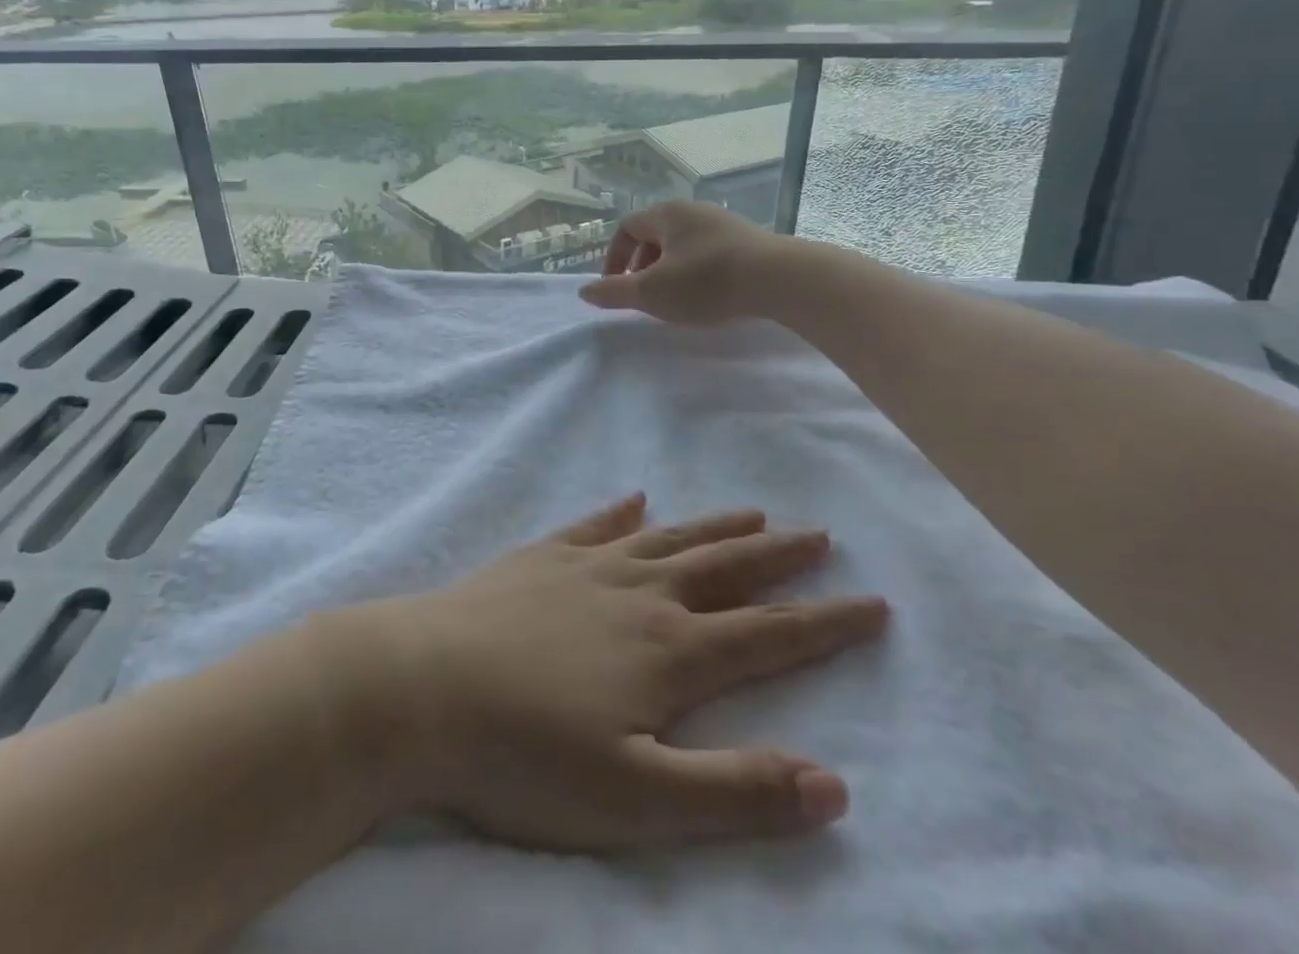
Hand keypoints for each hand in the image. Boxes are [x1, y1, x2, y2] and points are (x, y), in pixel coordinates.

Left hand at [349, 493, 887, 849]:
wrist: (425, 687)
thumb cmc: (527, 756)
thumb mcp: (638, 800)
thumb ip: (735, 791)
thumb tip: (835, 785)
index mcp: (669, 653)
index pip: (768, 634)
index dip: (826, 622)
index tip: (873, 601)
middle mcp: (638, 595)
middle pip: (723, 570)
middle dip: (778, 557)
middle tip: (819, 534)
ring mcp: (586, 568)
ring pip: (668, 540)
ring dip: (713, 527)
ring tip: (752, 512)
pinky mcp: (540, 558)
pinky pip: (593, 525)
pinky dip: (620, 512)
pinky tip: (634, 499)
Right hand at [580, 200, 785, 324]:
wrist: (781, 279)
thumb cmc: (706, 282)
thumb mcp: (651, 292)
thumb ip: (614, 292)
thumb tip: (585, 291)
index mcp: (666, 214)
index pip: (627, 228)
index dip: (614, 257)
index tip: (616, 287)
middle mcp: (693, 210)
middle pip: (655, 234)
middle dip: (642, 265)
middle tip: (644, 295)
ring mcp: (723, 223)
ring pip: (682, 244)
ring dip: (669, 270)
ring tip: (675, 298)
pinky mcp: (747, 240)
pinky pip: (708, 252)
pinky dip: (696, 271)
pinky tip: (708, 295)